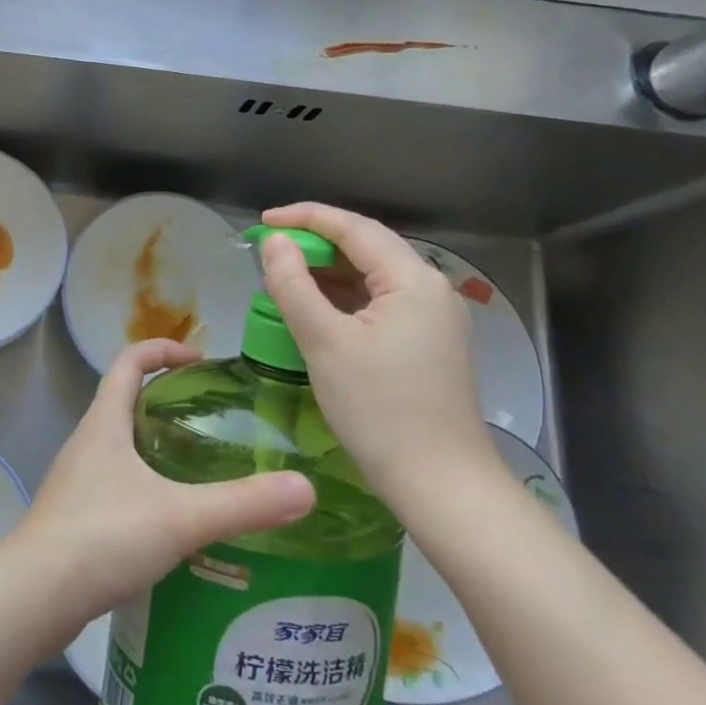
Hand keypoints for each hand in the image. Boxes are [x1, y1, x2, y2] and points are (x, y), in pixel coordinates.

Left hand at [6, 337, 315, 639]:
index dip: (161, 350)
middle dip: (166, 401)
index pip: (128, 361)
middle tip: (213, 420)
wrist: (34, 595)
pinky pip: (115, 484)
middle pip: (124, 401)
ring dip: (155, 446)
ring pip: (120, 446)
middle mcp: (87, 442)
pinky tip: (173, 522)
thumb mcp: (179, 516)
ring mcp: (77, 480)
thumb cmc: (102, 536)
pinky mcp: (75, 516)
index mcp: (104, 422)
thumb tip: (305, 488)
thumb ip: (241, 504)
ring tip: (201, 469)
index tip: (199, 360)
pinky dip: (145, 486)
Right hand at [258, 202, 495, 511]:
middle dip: (316, 242)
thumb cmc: (379, 410)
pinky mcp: (428, 343)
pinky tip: (316, 309)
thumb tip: (275, 242)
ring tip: (285, 277)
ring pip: (373, 276)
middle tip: (270, 249)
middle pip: (367, 247)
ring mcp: (434, 318)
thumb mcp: (324, 342)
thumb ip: (294, 284)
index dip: (305, 217)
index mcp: (413, 280)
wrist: (442, 486)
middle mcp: (430, 289)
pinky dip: (344, 297)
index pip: (354, 228)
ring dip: (328, 271)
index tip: (263, 222)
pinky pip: (380, 302)